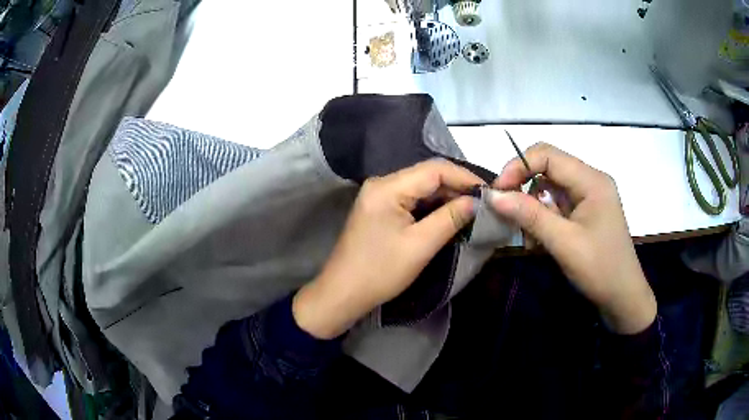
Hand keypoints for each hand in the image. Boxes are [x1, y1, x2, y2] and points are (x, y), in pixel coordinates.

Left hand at [293, 160, 483, 338]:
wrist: (343, 293)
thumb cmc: (380, 271)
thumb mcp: (420, 245)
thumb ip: (450, 218)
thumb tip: (476, 202)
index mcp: (388, 187)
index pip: (434, 169)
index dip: (464, 177)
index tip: (488, 191)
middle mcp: (381, 184)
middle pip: (427, 176)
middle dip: (456, 187)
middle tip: (483, 202)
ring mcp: (379, 196)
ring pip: (421, 188)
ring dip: (446, 197)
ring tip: (472, 209)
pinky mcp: (380, 209)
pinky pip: (411, 200)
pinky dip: (432, 206)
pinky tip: (449, 215)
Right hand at [490, 143, 655, 333]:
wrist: (622, 298)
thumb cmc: (599, 269)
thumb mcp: (563, 243)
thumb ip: (529, 215)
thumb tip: (493, 195)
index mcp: (591, 180)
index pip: (547, 155)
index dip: (518, 166)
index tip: (498, 191)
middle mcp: (590, 180)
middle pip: (548, 169)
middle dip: (524, 189)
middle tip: (507, 214)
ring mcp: (589, 197)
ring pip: (549, 188)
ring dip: (533, 209)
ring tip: (530, 239)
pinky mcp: (586, 212)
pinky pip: (557, 205)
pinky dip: (543, 220)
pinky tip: (541, 242)